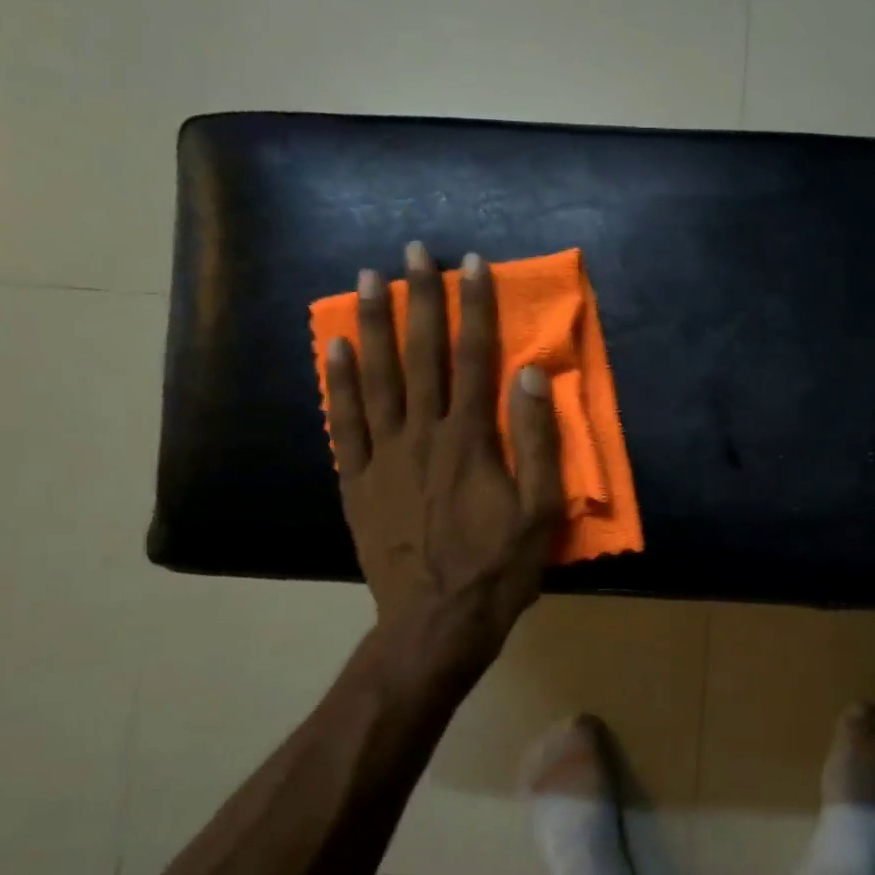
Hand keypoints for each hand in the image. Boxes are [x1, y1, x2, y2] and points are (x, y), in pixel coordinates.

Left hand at [325, 243, 563, 676]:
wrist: (436, 623)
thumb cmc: (499, 568)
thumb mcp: (540, 510)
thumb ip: (537, 440)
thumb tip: (531, 374)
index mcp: (470, 440)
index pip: (474, 358)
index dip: (475, 308)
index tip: (471, 264)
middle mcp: (422, 435)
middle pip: (420, 356)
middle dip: (419, 299)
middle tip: (412, 251)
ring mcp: (383, 456)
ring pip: (376, 378)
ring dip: (375, 325)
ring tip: (368, 279)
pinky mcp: (358, 481)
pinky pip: (344, 422)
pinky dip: (337, 382)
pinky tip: (335, 347)